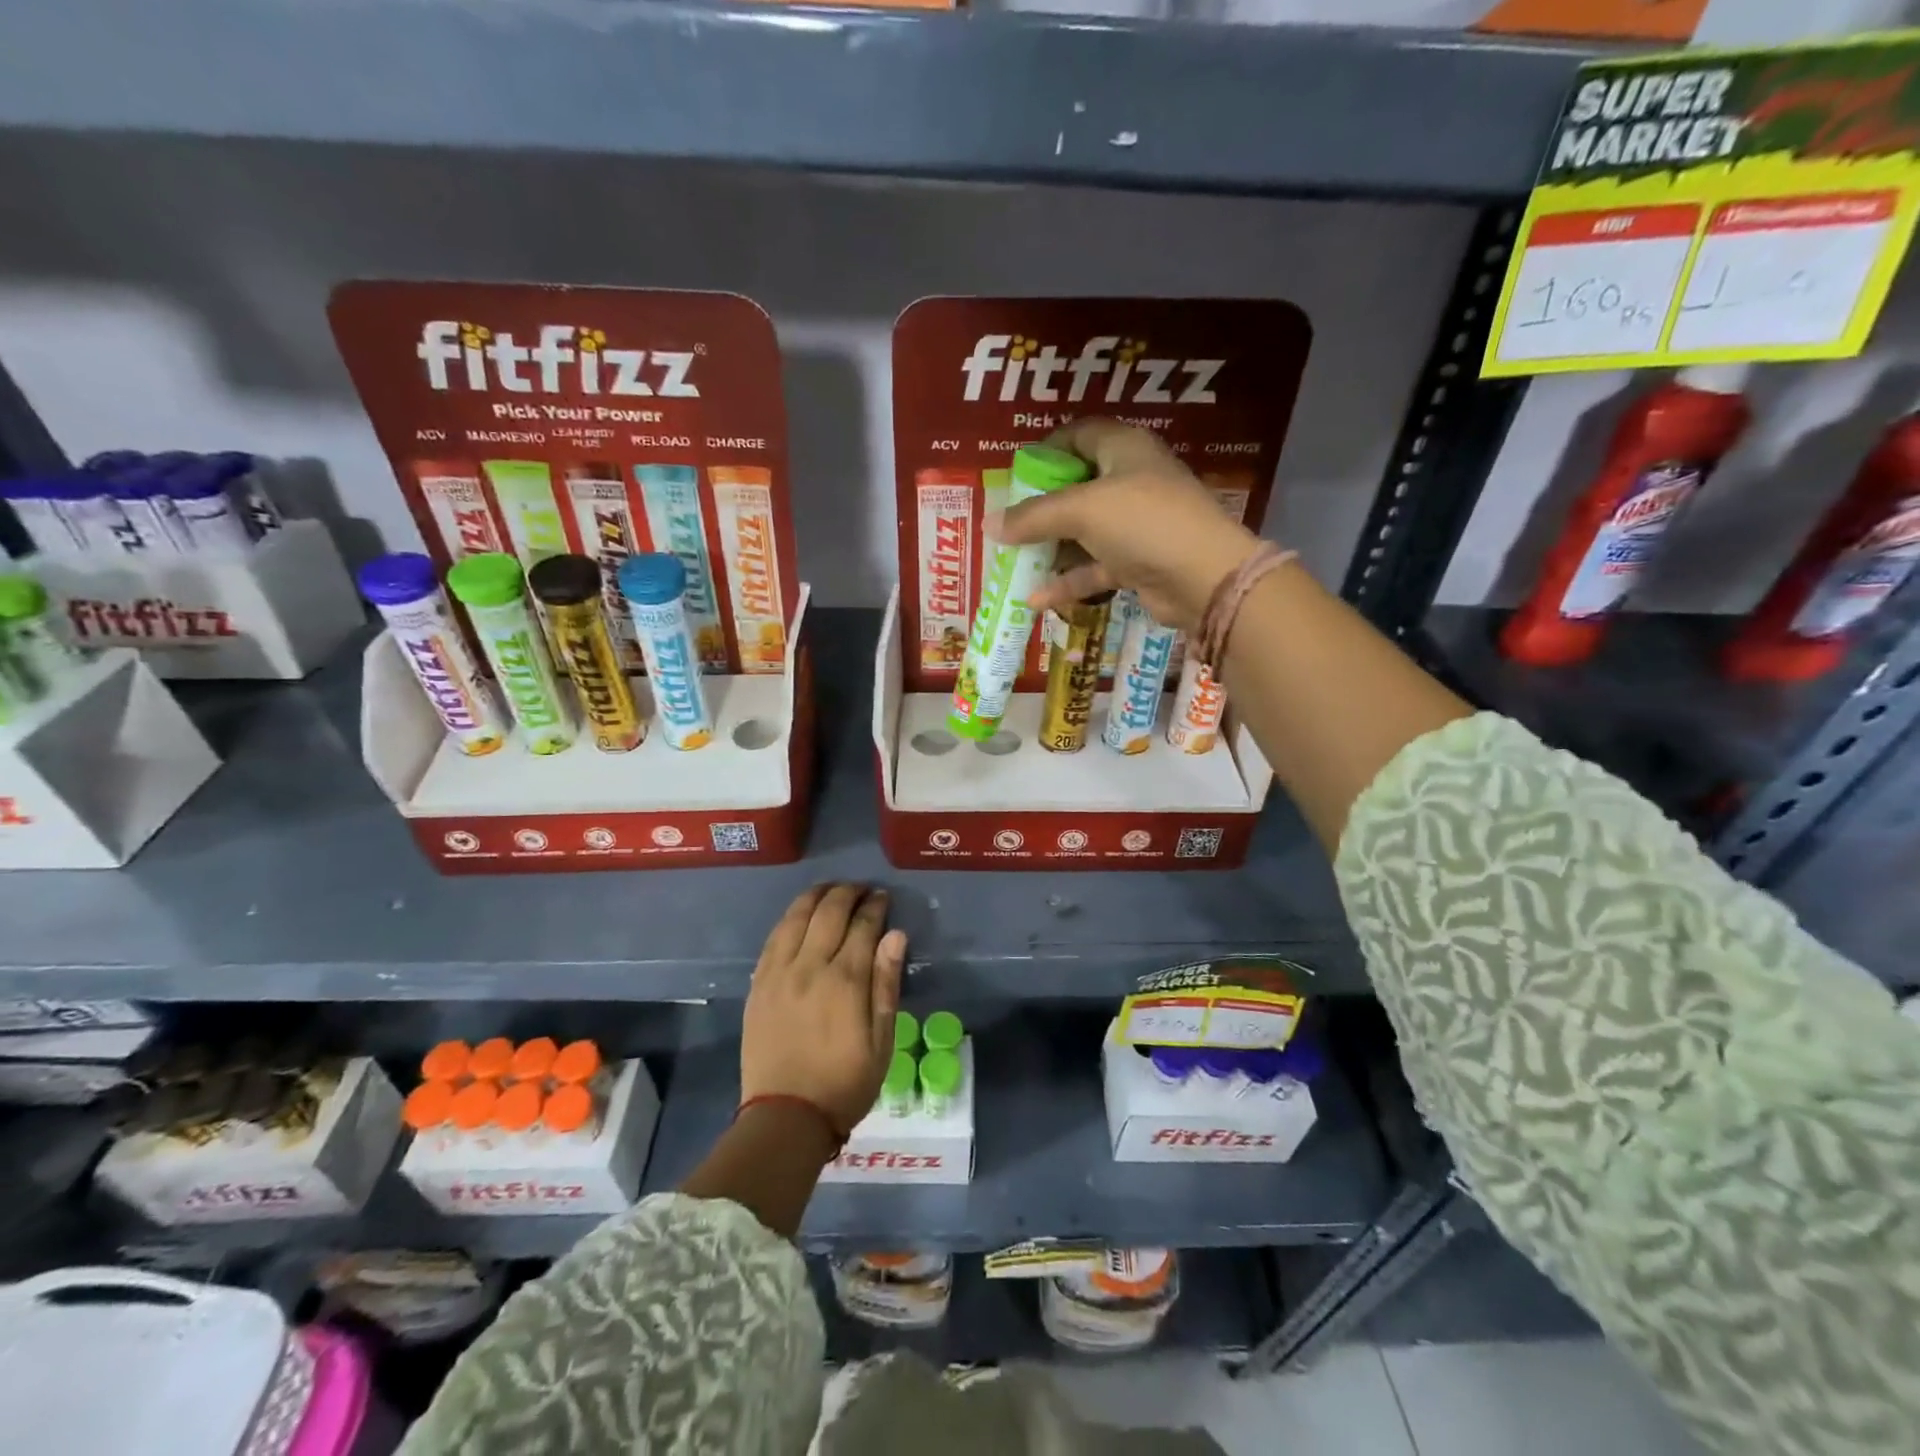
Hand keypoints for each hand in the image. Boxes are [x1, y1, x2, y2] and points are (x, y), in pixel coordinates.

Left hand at [741, 884, 906, 1134]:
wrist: (785, 1117)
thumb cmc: (844, 1083)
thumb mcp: (882, 1041)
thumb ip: (886, 983)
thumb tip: (895, 934)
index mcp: (845, 980)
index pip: (863, 925)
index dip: (875, 906)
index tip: (883, 897)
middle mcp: (810, 966)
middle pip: (829, 911)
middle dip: (848, 893)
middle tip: (861, 889)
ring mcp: (779, 973)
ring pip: (797, 917)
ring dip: (816, 896)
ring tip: (831, 890)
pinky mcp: (759, 984)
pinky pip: (774, 937)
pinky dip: (790, 917)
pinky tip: (800, 914)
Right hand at [996, 418, 1262, 633]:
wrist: (1203, 577)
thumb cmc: (1143, 522)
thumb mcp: (1081, 511)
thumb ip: (1033, 517)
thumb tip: (988, 524)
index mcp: (1124, 449)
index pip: (1079, 435)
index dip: (1046, 450)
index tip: (1016, 474)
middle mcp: (1131, 481)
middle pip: (1077, 486)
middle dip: (1041, 506)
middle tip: (1007, 521)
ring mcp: (1136, 524)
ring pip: (1083, 531)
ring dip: (1050, 548)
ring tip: (1012, 560)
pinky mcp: (1137, 562)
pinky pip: (1094, 567)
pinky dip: (1068, 581)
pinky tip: (1035, 598)